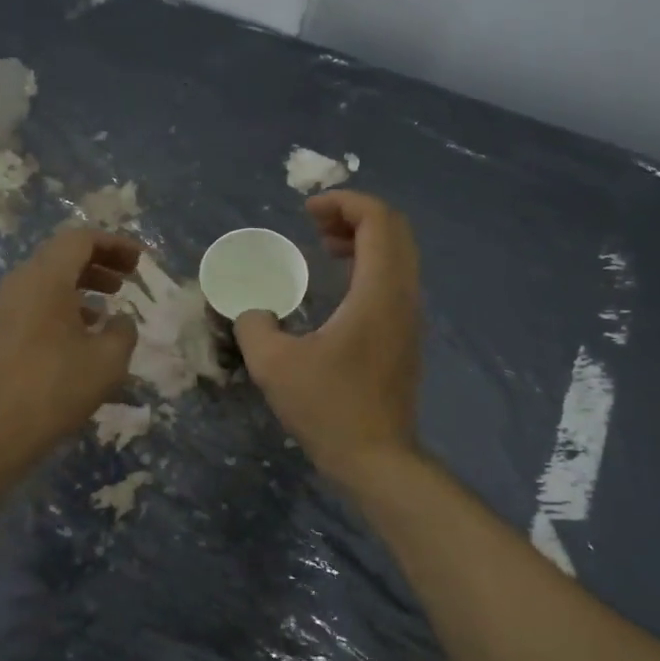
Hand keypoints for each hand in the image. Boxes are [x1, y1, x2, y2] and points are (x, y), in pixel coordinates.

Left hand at [0, 226, 140, 459]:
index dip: (115, 244)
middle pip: (62, 255)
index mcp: (46, 279)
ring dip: (81, 283)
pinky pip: (34, 300)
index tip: (140, 261)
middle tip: (129, 278)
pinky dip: (62, 303)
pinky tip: (82, 330)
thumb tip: (120, 320)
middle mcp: (20, 282)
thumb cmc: (59, 388)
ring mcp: (4, 305)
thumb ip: (123, 330)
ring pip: (47, 279)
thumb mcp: (109, 359)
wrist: (2, 429)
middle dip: (99, 261)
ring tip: (110, 303)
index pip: (81, 239)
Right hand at [236, 192, 422, 485]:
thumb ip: (253, 326)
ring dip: (363, 241)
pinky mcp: (405, 338)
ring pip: (398, 256)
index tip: (306, 211)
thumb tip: (250, 312)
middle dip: (354, 216)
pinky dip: (369, 267)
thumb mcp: (273, 365)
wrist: (376, 459)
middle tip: (314, 225)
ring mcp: (409, 318)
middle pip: (394, 231)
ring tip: (324, 247)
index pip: (378, 220)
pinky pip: (394, 281)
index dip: (344, 201)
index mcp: (378, 292)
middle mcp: (403, 296)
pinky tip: (337, 288)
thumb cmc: (328, 408)